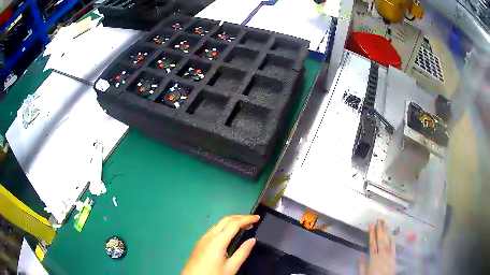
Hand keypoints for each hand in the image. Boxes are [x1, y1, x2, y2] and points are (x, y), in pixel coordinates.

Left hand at [182, 215, 259, 274]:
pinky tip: (229, 234)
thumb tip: (252, 240)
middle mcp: (209, 235)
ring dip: (232, 222)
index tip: (257, 217)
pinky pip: (214, 230)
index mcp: (218, 240)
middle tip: (252, 221)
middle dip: (239, 217)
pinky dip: (224, 227)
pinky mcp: (200, 243)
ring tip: (244, 226)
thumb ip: (242, 252)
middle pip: (225, 220)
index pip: (234, 223)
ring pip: (218, 224)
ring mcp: (203, 238)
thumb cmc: (213, 274)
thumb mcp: (231, 267)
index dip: (247, 219)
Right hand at [359, 219, 395, 274]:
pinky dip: (392, 241)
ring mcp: (389, 255)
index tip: (371, 223)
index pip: (372, 243)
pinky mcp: (394, 257)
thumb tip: (358, 256)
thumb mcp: (364, 274)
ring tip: (386, 223)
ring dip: (387, 232)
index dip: (372, 233)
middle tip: (380, 219)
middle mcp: (382, 254)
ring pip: (387, 241)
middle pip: (381, 239)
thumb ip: (362, 265)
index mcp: (373, 257)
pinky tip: (392, 236)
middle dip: (380, 229)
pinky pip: (393, 247)